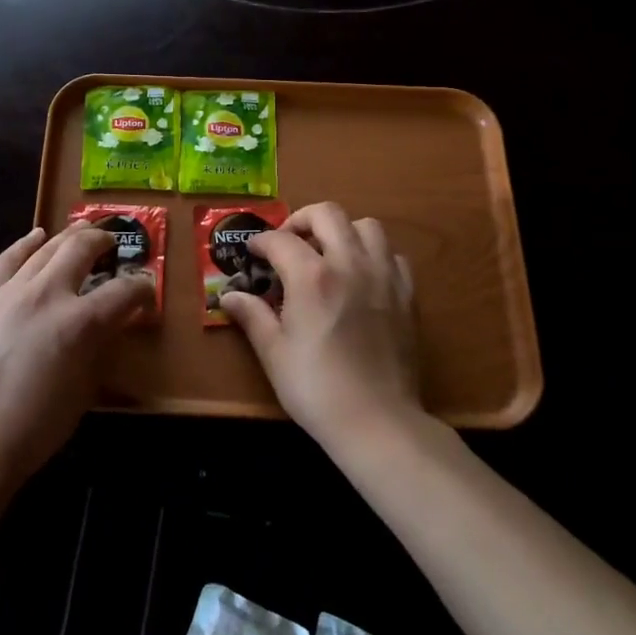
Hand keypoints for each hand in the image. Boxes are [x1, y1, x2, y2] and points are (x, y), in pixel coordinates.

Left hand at [0, 222, 153, 491]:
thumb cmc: (38, 426)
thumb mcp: (86, 387)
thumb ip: (101, 345)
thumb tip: (113, 321)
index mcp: (80, 323)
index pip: (123, 291)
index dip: (141, 288)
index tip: (145, 291)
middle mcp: (48, 295)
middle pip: (82, 249)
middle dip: (104, 241)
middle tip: (112, 244)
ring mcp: (12, 292)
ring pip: (47, 248)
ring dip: (70, 236)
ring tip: (84, 231)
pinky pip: (8, 259)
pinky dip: (26, 243)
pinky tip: (38, 236)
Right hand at [220, 202, 423, 450]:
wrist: (377, 421)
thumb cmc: (316, 388)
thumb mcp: (274, 353)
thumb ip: (252, 315)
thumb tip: (228, 295)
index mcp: (312, 276)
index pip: (281, 239)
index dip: (261, 242)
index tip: (253, 254)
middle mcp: (350, 263)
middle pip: (327, 214)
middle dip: (302, 220)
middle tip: (289, 243)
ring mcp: (383, 276)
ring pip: (366, 226)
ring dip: (342, 231)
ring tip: (328, 253)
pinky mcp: (407, 294)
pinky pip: (392, 254)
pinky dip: (373, 254)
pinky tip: (361, 276)